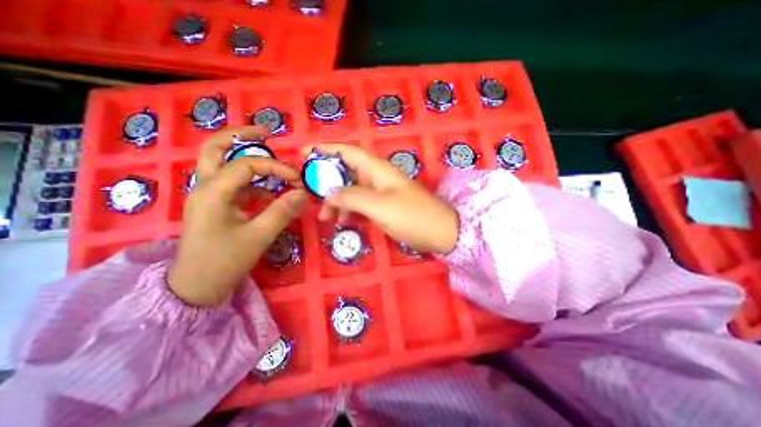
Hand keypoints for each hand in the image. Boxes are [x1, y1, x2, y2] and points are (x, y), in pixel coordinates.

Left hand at [169, 127, 304, 306]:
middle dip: (241, 135)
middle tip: (266, 132)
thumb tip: (303, 193)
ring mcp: (209, 195)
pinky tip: (271, 196)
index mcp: (213, 192)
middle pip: (215, 147)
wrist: (196, 286)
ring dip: (248, 159)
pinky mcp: (216, 205)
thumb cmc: (224, 261)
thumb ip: (282, 212)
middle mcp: (206, 187)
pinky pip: (235, 185)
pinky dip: (254, 184)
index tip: (297, 179)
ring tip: (274, 165)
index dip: (275, 167)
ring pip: (223, 163)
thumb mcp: (258, 236)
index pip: (247, 165)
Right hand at [305, 145, 459, 254]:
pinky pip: (360, 203)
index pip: (347, 151)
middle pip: (345, 171)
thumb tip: (329, 194)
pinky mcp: (384, 205)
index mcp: (377, 169)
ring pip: (351, 189)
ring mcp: (381, 192)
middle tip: (308, 194)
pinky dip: (349, 210)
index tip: (303, 153)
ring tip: (325, 217)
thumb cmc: (412, 217)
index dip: (325, 149)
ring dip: (336, 200)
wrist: (441, 232)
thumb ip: (352, 197)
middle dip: (326, 180)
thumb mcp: (380, 206)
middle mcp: (377, 176)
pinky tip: (344, 221)